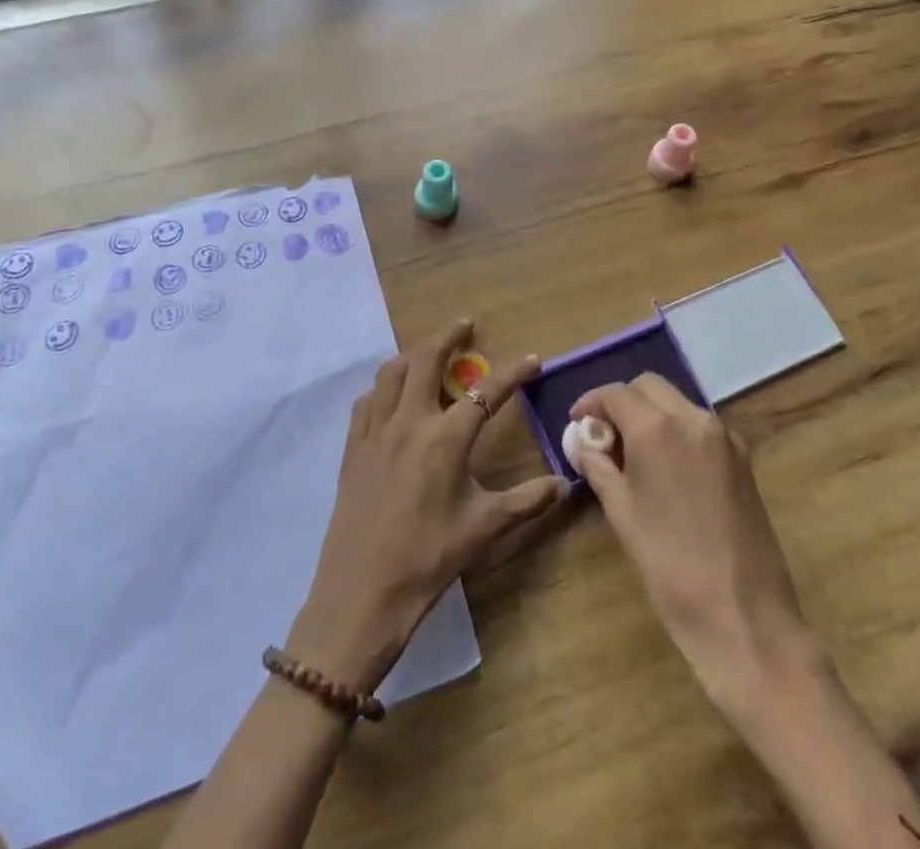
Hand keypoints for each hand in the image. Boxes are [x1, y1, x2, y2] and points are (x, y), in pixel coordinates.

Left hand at [289, 321, 567, 693]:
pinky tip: (392, 397)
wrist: (361, 592)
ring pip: (391, 372)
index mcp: (445, 438)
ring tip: (429, 354)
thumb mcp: (483, 529)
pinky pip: (367, 400)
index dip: (513, 373)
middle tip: (466, 326)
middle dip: (448, 337)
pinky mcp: (353, 446)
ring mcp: (376, 430)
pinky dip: (384, 386)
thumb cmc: (428, 559)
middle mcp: (409, 421)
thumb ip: (526, 501)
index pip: (486, 392)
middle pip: (426, 359)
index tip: (532, 359)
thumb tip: (565, 484)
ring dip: (413, 355)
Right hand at [569, 374, 816, 711]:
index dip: (592, 403)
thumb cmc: (669, 564)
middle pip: (650, 387)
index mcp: (658, 428)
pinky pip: (701, 427)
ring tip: (633, 452)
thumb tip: (584, 444)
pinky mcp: (743, 459)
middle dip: (623, 401)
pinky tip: (667, 467)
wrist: (744, 616)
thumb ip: (599, 467)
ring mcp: (724, 437)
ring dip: (652, 414)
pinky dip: (677, 431)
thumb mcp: (621, 512)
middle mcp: (693, 419)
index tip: (577, 422)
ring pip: (678, 403)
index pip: (616, 393)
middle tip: (604, 434)